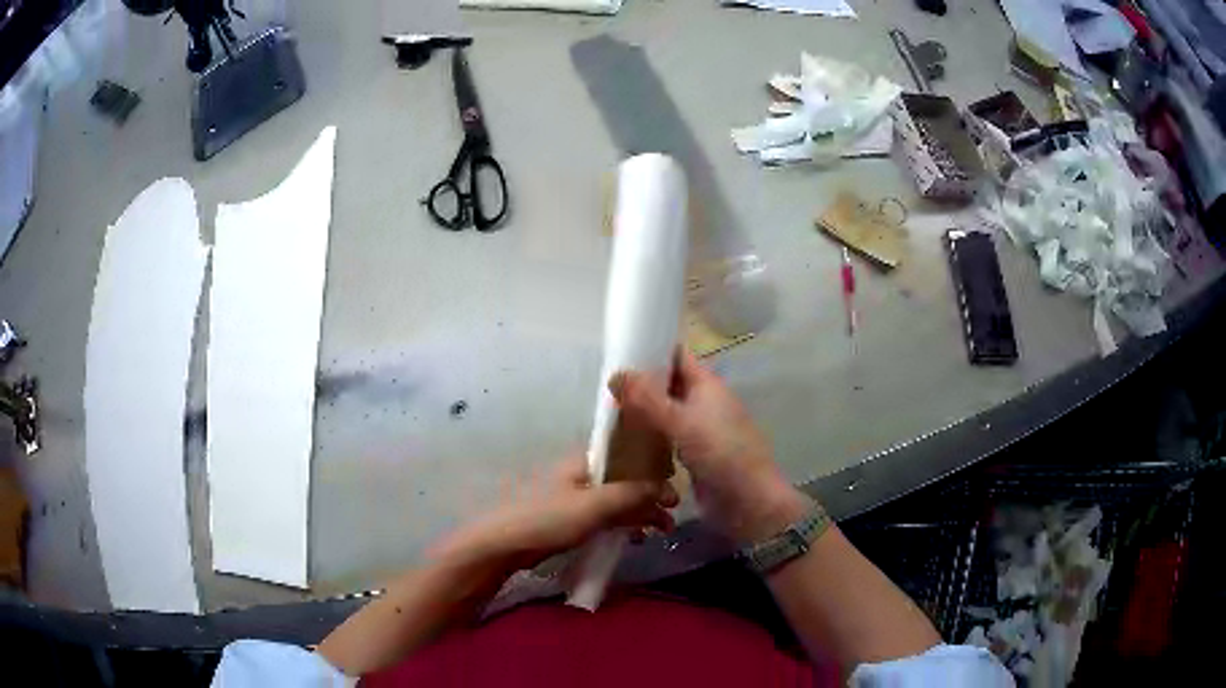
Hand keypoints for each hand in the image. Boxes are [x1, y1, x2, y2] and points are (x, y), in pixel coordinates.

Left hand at [435, 458, 677, 572]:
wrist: (504, 546)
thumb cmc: (548, 519)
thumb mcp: (593, 506)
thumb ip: (629, 494)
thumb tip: (663, 486)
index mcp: (585, 461)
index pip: (627, 455)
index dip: (653, 469)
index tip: (674, 489)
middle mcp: (581, 474)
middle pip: (624, 479)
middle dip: (650, 494)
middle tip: (673, 512)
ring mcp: (574, 497)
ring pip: (616, 500)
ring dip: (639, 512)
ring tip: (660, 530)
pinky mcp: (568, 519)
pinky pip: (604, 517)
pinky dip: (622, 524)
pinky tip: (634, 538)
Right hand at [609, 349, 811, 543]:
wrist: (748, 502)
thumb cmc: (721, 454)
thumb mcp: (682, 422)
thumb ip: (648, 399)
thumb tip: (615, 374)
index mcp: (707, 385)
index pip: (676, 356)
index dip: (651, 349)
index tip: (618, 352)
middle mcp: (704, 402)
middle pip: (668, 385)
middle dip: (641, 384)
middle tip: (604, 388)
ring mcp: (699, 430)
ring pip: (665, 413)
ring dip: (642, 412)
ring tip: (607, 413)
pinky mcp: (694, 455)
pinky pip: (666, 438)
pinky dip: (649, 437)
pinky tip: (625, 443)